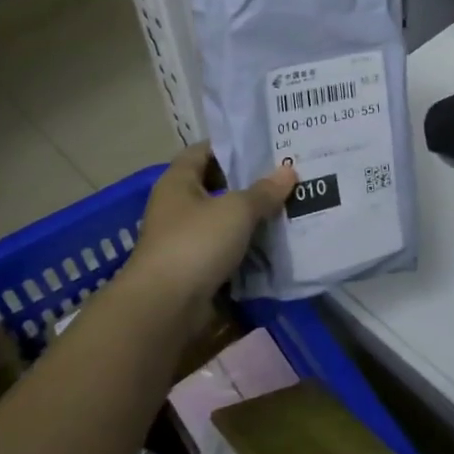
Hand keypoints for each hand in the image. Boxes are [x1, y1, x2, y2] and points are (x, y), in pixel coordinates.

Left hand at [127, 143, 294, 323]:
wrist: (165, 307)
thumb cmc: (196, 243)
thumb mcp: (237, 210)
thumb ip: (264, 191)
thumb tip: (288, 170)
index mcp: (178, 181)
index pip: (203, 151)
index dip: (232, 146)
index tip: (265, 147)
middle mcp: (177, 206)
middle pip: (215, 186)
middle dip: (248, 184)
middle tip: (285, 178)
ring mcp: (183, 239)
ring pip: (222, 221)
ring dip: (249, 218)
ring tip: (287, 209)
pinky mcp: (193, 269)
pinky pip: (224, 250)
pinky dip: (245, 248)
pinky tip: (274, 245)